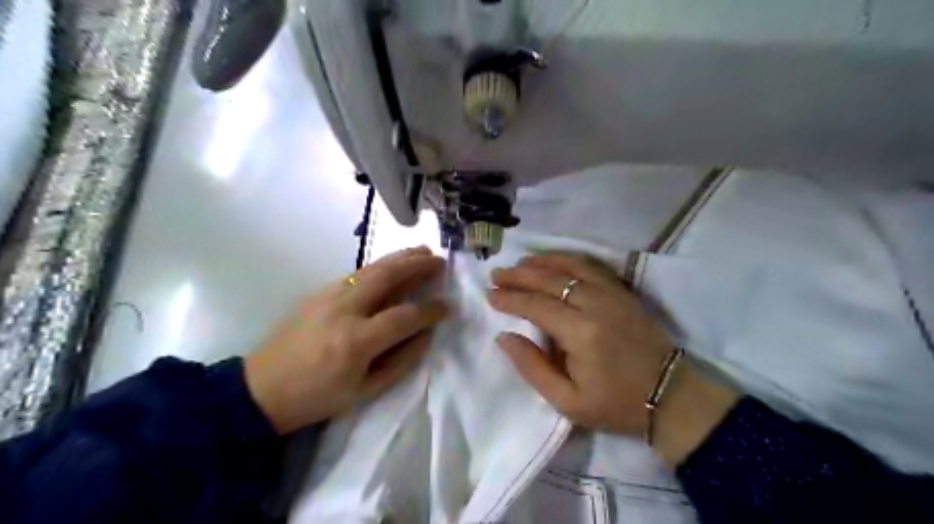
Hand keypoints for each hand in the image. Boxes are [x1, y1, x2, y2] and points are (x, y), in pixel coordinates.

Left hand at [240, 245, 444, 433]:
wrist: (260, 390)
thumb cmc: (316, 398)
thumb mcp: (364, 392)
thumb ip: (401, 361)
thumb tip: (426, 334)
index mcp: (356, 342)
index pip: (405, 316)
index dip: (431, 310)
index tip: (448, 306)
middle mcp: (344, 310)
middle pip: (388, 276)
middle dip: (418, 266)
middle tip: (439, 261)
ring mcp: (328, 295)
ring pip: (371, 268)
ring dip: (400, 257)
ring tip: (422, 251)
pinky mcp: (318, 291)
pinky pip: (357, 273)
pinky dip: (380, 265)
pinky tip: (392, 264)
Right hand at [489, 254, 670, 436]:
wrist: (670, 396)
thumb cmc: (616, 404)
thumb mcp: (568, 401)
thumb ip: (532, 367)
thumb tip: (504, 337)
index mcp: (581, 333)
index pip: (536, 306)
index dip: (510, 299)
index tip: (490, 295)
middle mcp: (596, 304)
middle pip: (550, 280)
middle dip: (519, 275)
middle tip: (497, 274)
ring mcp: (613, 294)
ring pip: (571, 266)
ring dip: (542, 261)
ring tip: (520, 262)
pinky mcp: (624, 292)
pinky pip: (593, 266)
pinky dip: (569, 259)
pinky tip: (555, 260)